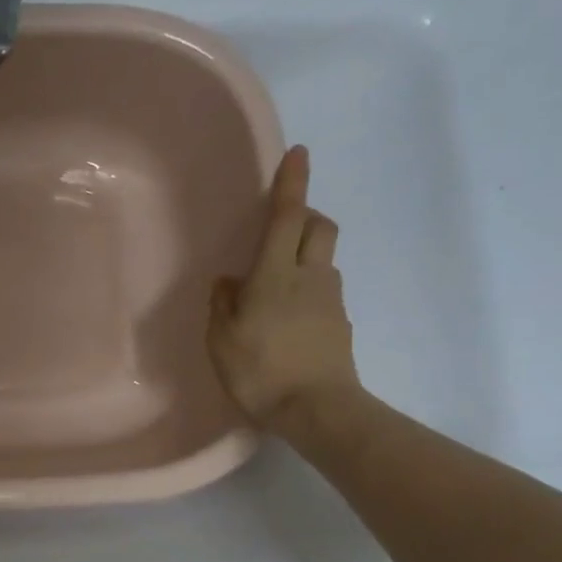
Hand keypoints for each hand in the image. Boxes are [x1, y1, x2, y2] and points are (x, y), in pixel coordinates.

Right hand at [206, 145, 360, 432]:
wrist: (317, 409)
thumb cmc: (261, 370)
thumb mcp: (222, 339)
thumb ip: (223, 304)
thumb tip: (229, 282)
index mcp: (275, 275)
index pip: (288, 217)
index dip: (292, 184)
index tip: (298, 152)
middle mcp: (310, 277)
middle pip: (319, 227)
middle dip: (305, 215)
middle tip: (280, 226)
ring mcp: (330, 300)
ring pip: (322, 259)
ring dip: (304, 255)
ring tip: (272, 284)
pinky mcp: (339, 323)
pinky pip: (322, 289)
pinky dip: (306, 288)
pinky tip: (284, 318)